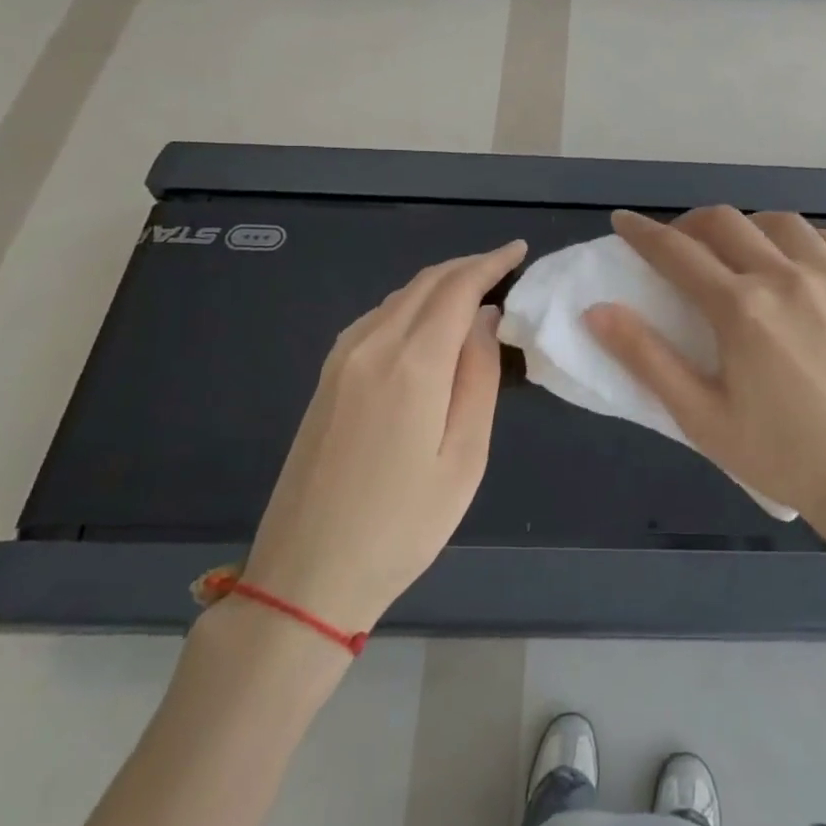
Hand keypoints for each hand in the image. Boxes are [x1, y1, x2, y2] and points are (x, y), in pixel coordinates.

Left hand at [242, 240, 527, 633]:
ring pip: (398, 297)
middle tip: (504, 266)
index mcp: (413, 364)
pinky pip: (376, 319)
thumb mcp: (464, 456)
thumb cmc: (403, 525)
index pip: (458, 289)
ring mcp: (341, 360)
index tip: (519, 250)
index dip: (491, 263)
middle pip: (425, 283)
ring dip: (439, 284)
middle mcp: (372, 346)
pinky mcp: (326, 379)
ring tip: (475, 291)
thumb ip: (479, 377)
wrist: (306, 575)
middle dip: (468, 266)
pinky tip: (427, 322)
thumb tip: (486, 320)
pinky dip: (410, 305)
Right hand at [585, 208, 825, 573]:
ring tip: (735, 253)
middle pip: (724, 222)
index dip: (642, 233)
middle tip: (676, 246)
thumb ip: (646, 358)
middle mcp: (786, 276)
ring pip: (778, 221)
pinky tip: (793, 260)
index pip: (677, 252)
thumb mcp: (702, 417)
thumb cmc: (782, 456)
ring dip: (744, 226)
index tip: (623, 222)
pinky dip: (798, 238)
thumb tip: (596, 311)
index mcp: (741, 309)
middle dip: (688, 224)